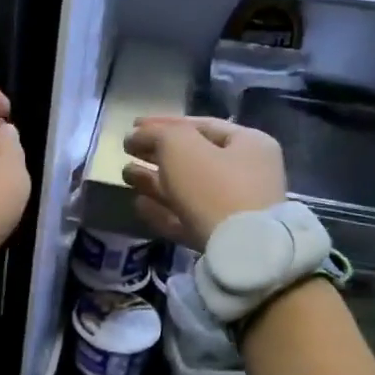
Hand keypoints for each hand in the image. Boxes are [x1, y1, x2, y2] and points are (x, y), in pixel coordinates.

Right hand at [121, 117, 287, 249]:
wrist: (241, 251)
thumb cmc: (214, 186)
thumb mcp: (180, 146)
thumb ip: (156, 134)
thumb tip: (136, 135)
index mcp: (248, 143)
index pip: (200, 125)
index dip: (164, 123)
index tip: (133, 127)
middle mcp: (247, 173)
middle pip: (193, 158)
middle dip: (157, 154)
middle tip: (127, 151)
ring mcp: (235, 208)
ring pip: (187, 189)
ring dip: (154, 181)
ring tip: (125, 175)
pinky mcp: (221, 238)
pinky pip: (187, 218)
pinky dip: (163, 210)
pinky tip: (139, 205)